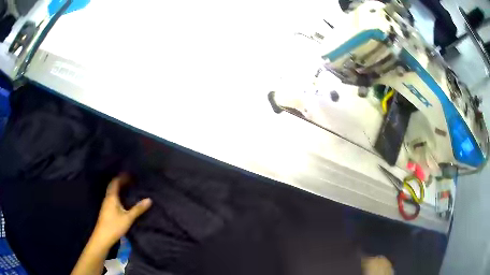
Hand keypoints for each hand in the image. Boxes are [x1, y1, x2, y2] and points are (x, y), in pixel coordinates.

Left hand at [92, 174, 151, 249]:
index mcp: (112, 197)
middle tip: (130, 180)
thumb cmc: (115, 225)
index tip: (130, 174)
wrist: (103, 236)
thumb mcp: (128, 218)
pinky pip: (111, 197)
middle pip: (113, 186)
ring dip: (118, 188)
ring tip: (127, 187)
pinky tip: (122, 199)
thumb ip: (138, 209)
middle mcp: (107, 198)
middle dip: (120, 181)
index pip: (116, 182)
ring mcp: (105, 204)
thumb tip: (149, 199)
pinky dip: (117, 194)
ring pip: (112, 191)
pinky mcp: (106, 209)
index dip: (122, 177)